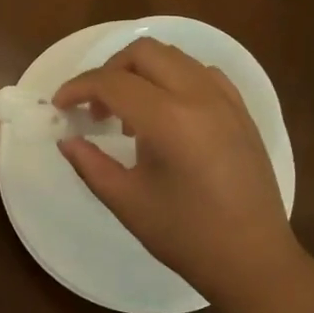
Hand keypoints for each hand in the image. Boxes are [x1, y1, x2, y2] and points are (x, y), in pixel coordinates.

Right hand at [54, 39, 310, 310]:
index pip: (112, 82)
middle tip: (96, 107)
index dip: (78, 88)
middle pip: (144, 52)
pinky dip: (175, 79)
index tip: (61, 106)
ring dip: (142, 72)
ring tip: (130, 115)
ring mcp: (226, 101)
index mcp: (169, 120)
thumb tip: (67, 139)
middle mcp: (199, 97)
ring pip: (175, 57)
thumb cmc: (185, 236)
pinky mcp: (242, 112)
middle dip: (110, 71)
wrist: (252, 260)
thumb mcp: (127, 202)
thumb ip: (90, 164)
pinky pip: (202, 73)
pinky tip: (167, 113)